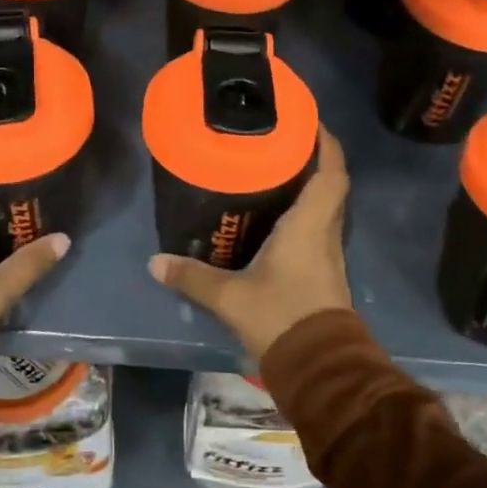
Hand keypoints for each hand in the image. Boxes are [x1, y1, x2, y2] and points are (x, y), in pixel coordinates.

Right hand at [147, 128, 351, 360]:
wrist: (320, 367)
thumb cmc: (282, 317)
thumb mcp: (231, 297)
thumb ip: (193, 277)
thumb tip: (155, 262)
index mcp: (310, 224)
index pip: (331, 171)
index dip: (325, 142)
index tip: (308, 120)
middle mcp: (326, 232)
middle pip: (330, 184)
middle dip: (312, 158)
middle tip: (279, 141)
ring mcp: (328, 253)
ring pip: (325, 206)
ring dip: (309, 185)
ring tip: (273, 169)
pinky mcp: (324, 272)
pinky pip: (318, 228)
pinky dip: (303, 213)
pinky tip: (275, 216)